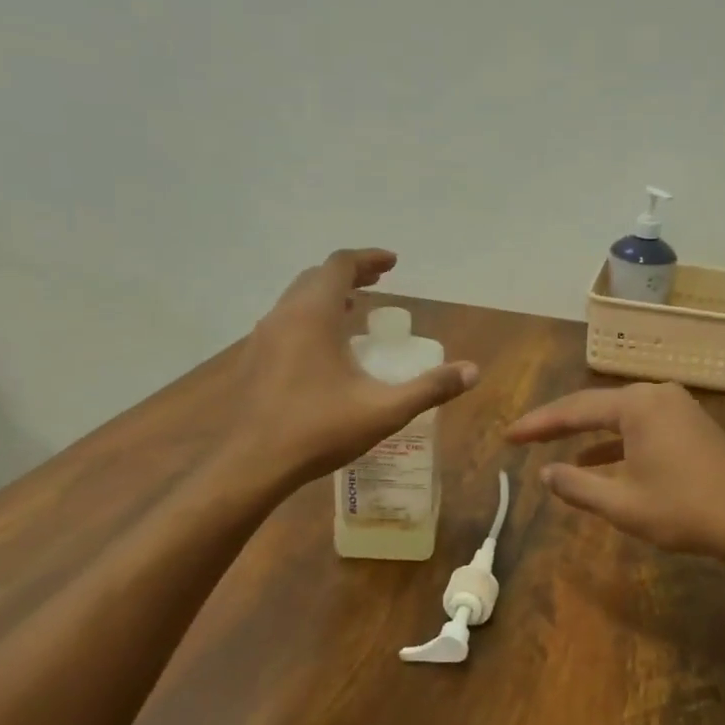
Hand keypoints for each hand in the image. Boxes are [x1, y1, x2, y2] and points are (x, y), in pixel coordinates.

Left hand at [229, 249, 476, 486]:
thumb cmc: (319, 430)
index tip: (393, 263)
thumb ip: (430, 388)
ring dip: (327, 295)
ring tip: (354, 310)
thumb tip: (472, 371)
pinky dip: (309, 317)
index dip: (368, 259)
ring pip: (296, 299)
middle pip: (316, 276)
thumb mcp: (384, 410)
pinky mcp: (253, 360)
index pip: (340, 265)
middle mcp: (284, 316)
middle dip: (350, 274)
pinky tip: (324, 347)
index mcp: (313, 316)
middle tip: (378, 282)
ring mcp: (262, 338)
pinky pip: (285, 321)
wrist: (252, 465)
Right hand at [505, 381, 724, 566]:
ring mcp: (677, 406)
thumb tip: (546, 474)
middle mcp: (657, 394)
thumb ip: (578, 486)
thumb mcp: (623, 504)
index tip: (508, 436)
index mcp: (637, 405)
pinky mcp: (690, 423)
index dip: (537, 424)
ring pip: (618, 416)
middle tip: (523, 437)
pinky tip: (597, 459)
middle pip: (595, 406)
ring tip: (552, 447)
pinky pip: (641, 426)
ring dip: (587, 433)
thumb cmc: (686, 511)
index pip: (574, 409)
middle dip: (559, 423)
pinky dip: (616, 442)